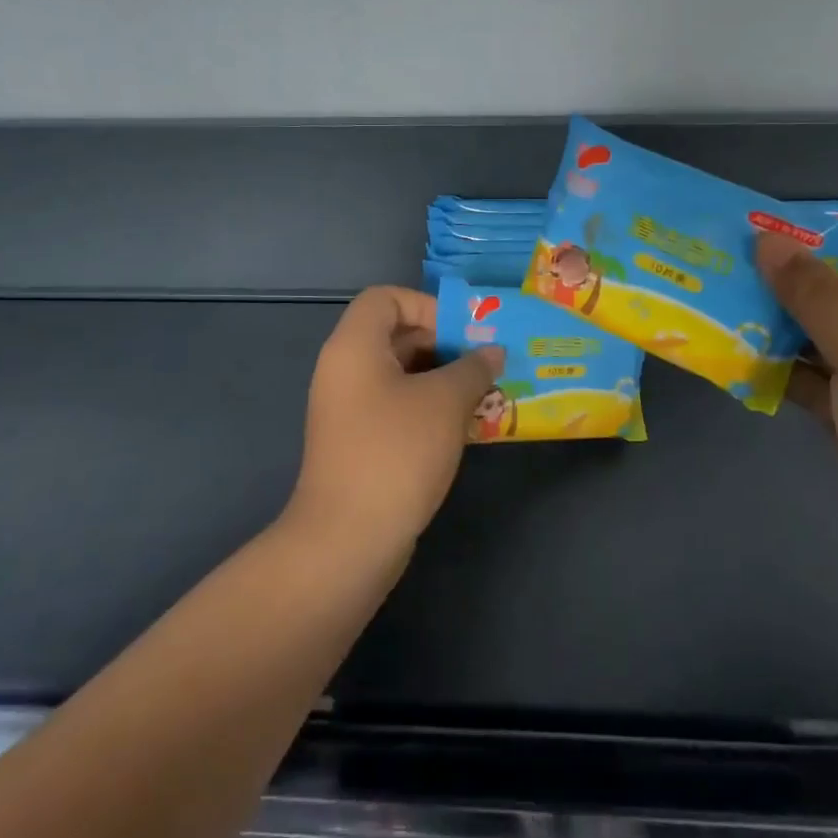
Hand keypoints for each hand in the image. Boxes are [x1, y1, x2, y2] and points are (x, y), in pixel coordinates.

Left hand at [287, 286, 503, 557]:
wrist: (348, 539)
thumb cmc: (396, 452)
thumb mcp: (444, 403)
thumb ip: (472, 369)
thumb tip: (492, 353)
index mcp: (354, 346)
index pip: (385, 298)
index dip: (427, 305)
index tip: (464, 333)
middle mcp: (345, 370)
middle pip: (395, 334)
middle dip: (444, 344)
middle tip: (486, 363)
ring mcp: (348, 409)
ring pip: (400, 373)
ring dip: (442, 378)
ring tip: (485, 393)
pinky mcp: (358, 441)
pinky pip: (396, 406)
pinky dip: (428, 406)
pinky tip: (465, 426)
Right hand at [755, 231, 837, 605]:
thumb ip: (818, 294)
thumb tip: (768, 240)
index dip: (814, 240)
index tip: (747, 233)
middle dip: (789, 285)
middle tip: (722, 269)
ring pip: (828, 340)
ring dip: (779, 328)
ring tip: (719, 308)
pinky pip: (820, 382)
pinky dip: (783, 370)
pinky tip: (739, 359)